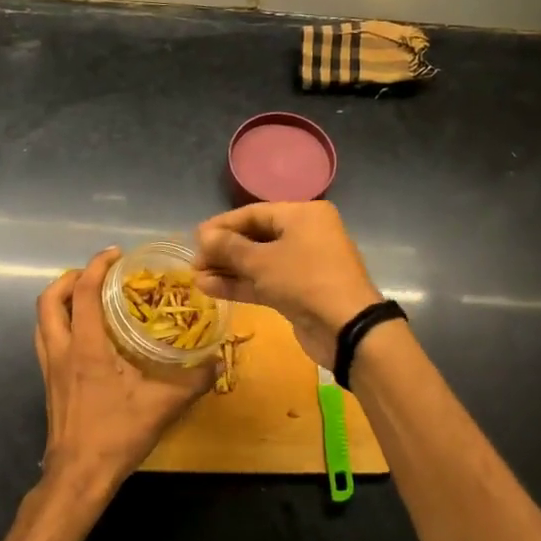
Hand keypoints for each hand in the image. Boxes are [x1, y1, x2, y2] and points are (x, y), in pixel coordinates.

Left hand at [35, 248, 213, 502]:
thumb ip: (193, 381)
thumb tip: (219, 360)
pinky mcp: (49, 382)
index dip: (96, 266)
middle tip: (98, 274)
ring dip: (60, 300)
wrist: (78, 475)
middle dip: (70, 278)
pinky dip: (60, 323)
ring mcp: (49, 367)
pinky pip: (46, 338)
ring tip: (88, 296)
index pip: (82, 293)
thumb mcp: (163, 407)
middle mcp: (61, 350)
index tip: (116, 254)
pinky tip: (86, 334)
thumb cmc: (117, 436)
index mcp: (85, 348)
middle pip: (49, 300)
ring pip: (42, 319)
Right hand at [193, 202, 383, 367]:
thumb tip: (203, 236)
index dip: (222, 225)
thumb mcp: (262, 261)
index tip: (195, 238)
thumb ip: (229, 247)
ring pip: (259, 262)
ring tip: (196, 278)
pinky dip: (241, 284)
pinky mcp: (300, 291)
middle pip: (256, 237)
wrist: (346, 327)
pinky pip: (266, 281)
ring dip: (228, 270)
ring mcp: (304, 264)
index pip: (254, 213)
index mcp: (303, 215)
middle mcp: (306, 234)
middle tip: (194, 262)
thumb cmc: (304, 280)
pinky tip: (210, 288)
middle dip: (224, 250)